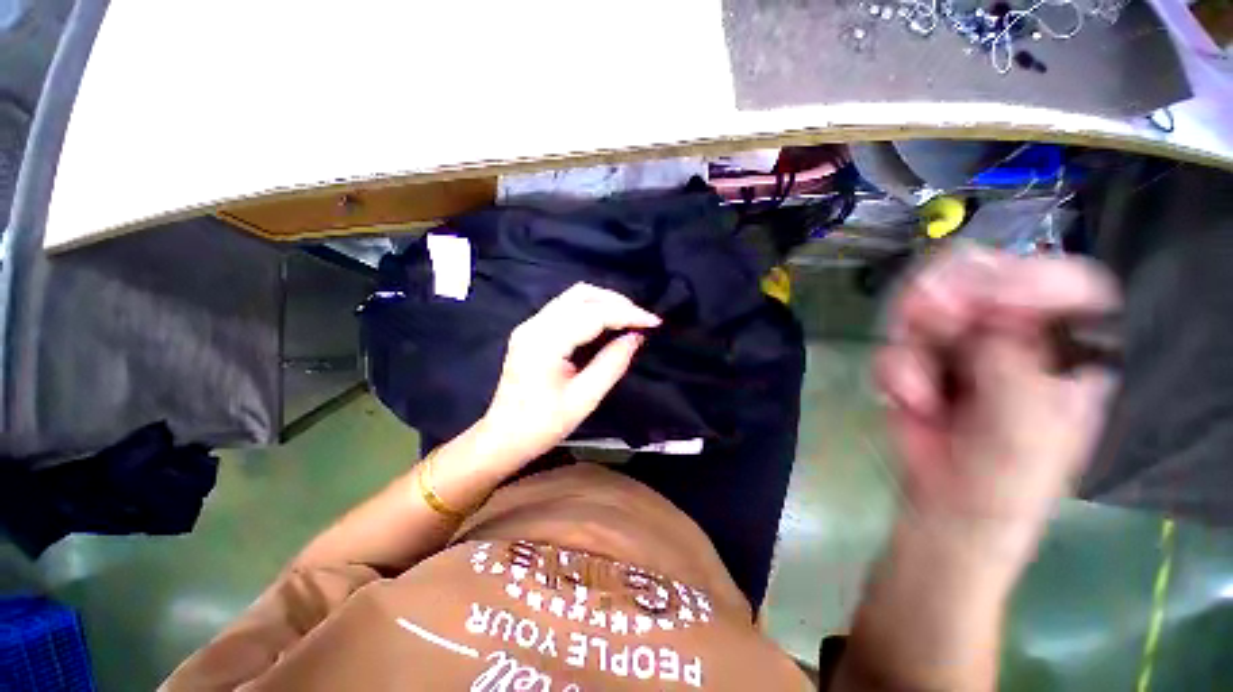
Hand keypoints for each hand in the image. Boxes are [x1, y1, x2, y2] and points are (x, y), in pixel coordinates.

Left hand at [475, 283, 660, 465]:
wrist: (503, 436)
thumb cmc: (542, 425)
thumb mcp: (584, 399)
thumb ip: (612, 364)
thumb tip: (636, 337)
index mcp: (545, 342)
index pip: (593, 314)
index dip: (627, 314)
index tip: (654, 322)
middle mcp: (535, 324)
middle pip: (582, 295)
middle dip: (617, 302)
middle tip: (642, 319)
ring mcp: (531, 324)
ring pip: (574, 296)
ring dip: (605, 302)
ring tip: (630, 318)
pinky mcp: (533, 329)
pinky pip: (567, 307)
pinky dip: (592, 308)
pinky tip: (608, 322)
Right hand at [875, 247, 1120, 545]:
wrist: (946, 511)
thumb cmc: (1005, 485)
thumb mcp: (1025, 433)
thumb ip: (1016, 368)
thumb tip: (988, 317)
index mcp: (1067, 352)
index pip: (1067, 285)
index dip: (1029, 279)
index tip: (985, 302)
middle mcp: (1016, 338)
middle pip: (985, 279)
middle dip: (949, 293)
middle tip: (926, 317)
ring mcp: (963, 347)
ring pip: (929, 303)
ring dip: (911, 336)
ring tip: (917, 384)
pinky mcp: (919, 361)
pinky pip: (896, 343)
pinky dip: (894, 370)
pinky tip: (909, 401)